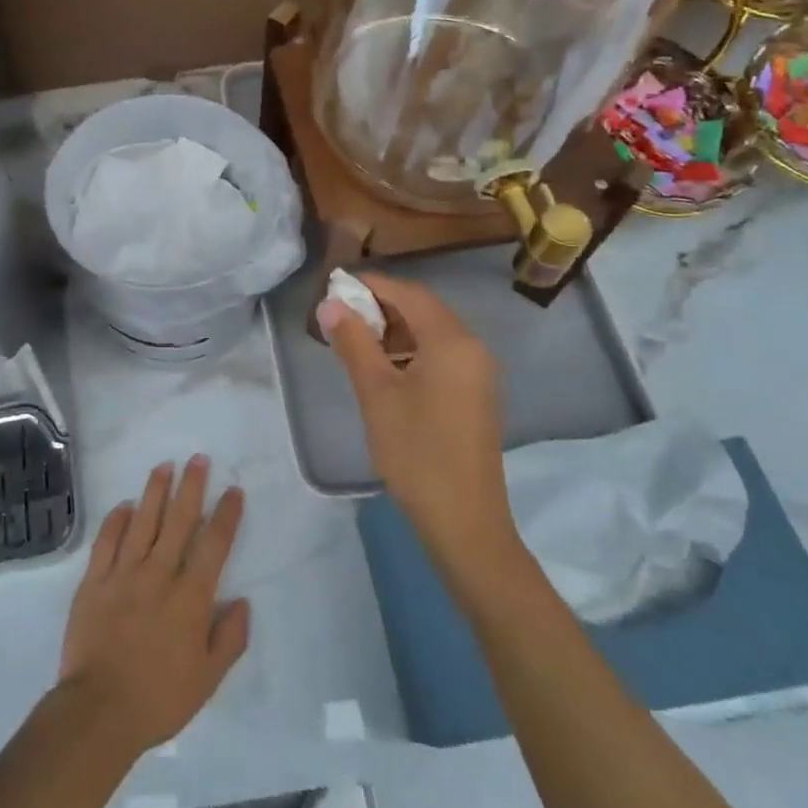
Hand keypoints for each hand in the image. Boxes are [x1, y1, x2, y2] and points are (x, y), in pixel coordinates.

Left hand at [56, 457, 248, 757]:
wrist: (99, 711)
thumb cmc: (159, 698)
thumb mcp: (208, 680)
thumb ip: (229, 638)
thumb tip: (242, 602)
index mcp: (190, 597)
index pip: (213, 545)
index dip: (226, 516)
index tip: (233, 491)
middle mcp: (159, 574)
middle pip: (179, 521)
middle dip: (191, 487)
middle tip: (198, 459)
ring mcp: (123, 574)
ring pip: (143, 522)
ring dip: (155, 492)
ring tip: (164, 466)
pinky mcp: (94, 581)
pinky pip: (106, 541)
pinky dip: (116, 520)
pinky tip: (124, 505)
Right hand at [319, 273, 516, 562]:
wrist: (465, 522)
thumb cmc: (417, 452)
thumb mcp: (376, 394)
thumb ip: (353, 343)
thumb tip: (330, 304)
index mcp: (452, 341)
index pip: (409, 294)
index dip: (371, 285)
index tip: (334, 286)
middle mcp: (472, 348)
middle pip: (423, 309)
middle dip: (380, 306)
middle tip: (340, 315)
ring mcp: (477, 374)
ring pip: (431, 333)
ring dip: (394, 329)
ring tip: (355, 341)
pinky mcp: (474, 396)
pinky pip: (440, 356)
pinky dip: (410, 351)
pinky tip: (383, 369)